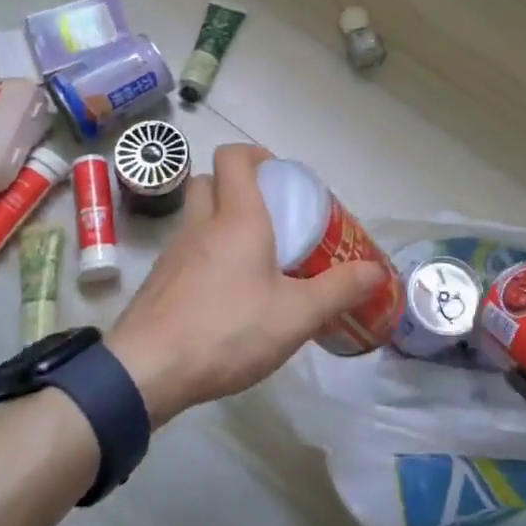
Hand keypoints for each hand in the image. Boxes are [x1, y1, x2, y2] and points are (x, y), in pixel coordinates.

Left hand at [106, 144, 385, 425]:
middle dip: (235, 186)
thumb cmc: (228, 329)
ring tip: (252, 257)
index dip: (255, 154)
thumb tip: (377, 271)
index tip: (279, 174)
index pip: (233, 158)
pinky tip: (224, 294)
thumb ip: (339, 290)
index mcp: (236, 219)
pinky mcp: (158, 283)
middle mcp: (200, 225)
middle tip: (268, 214)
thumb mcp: (296, 315)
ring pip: (195, 218)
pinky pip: (185, 252)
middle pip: (209, 182)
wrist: (147, 371)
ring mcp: (173, 254)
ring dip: (219, 223)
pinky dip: (204, 256)